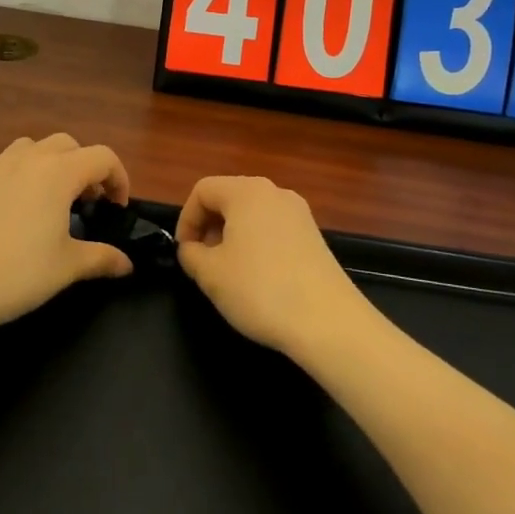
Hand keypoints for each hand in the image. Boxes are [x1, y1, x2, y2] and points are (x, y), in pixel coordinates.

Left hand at [0, 134, 133, 343]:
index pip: (103, 157)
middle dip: (83, 167)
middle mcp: (27, 159)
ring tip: (45, 199)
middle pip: (67, 144)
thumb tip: (127, 263)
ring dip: (46, 164)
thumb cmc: (16, 275)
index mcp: (58, 173)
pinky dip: (8, 174)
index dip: (118, 178)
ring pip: (28, 148)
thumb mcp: (66, 268)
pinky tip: (4, 201)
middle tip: (85, 203)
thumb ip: (102, 258)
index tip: (116, 209)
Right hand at [175, 176, 370, 358]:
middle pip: (229, 198)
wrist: (329, 323)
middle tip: (203, 263)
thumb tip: (191, 249)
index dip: (186, 219)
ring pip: (252, 215)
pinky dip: (257, 245)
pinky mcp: (314, 237)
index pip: (202, 190)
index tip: (185, 252)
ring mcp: (299, 214)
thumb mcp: (210, 274)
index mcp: (246, 192)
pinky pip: (274, 230)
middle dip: (209, 227)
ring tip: (229, 274)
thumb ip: (190, 254)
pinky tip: (259, 279)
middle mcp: (274, 192)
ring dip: (233, 237)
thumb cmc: (260, 290)